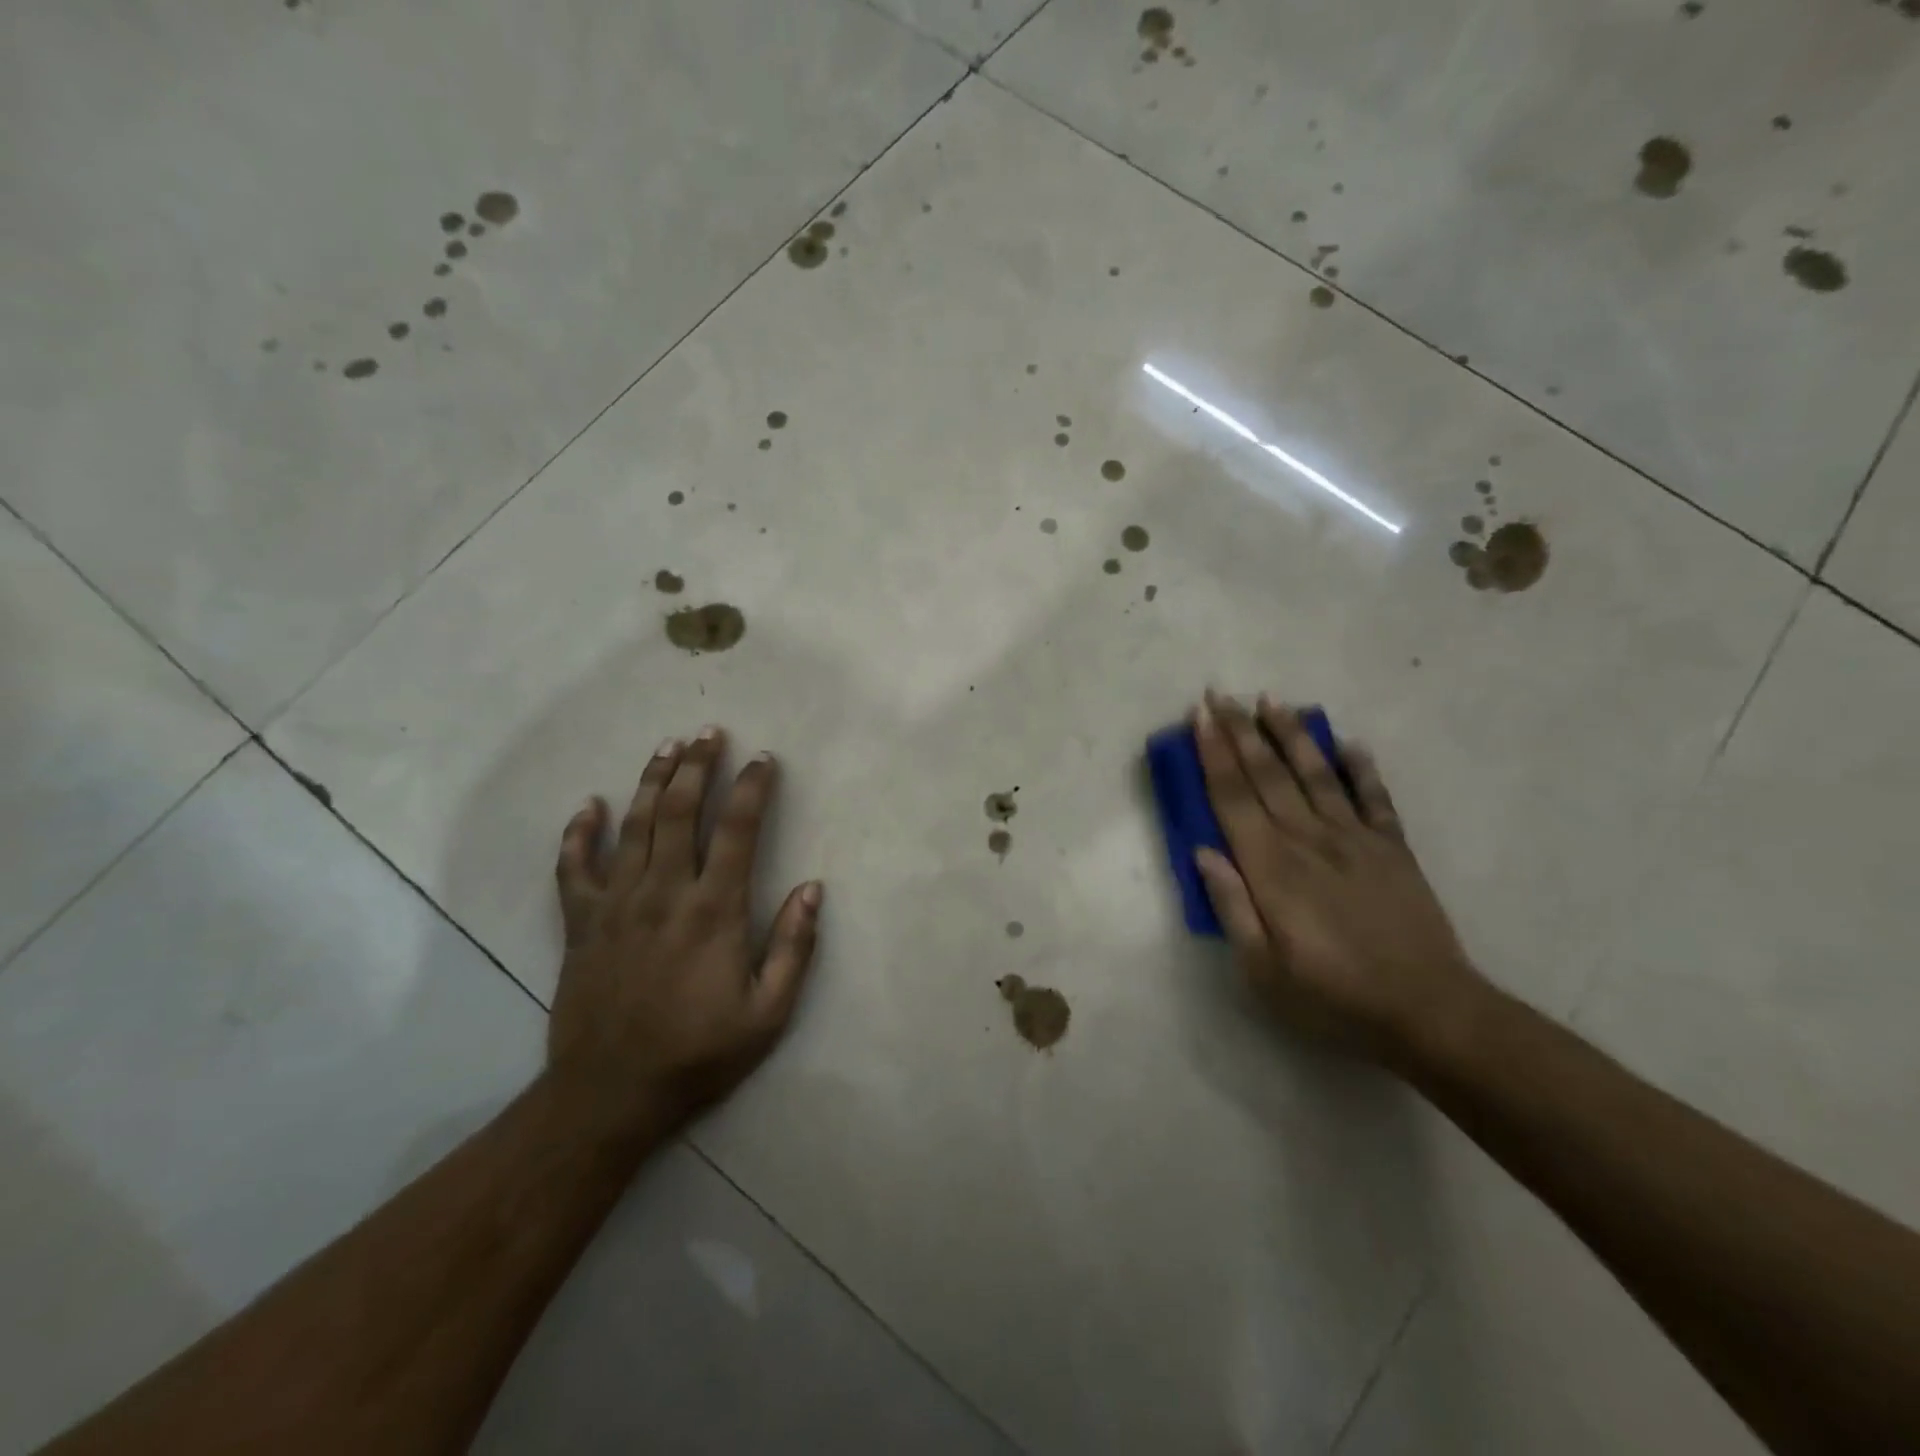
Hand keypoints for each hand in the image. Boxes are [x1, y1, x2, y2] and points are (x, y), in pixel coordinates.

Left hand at [548, 727, 821, 1130]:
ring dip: (651, 782)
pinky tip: (589, 806)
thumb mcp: (768, 1013)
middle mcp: (664, 892)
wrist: (609, 1094)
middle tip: (708, 733)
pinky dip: (580, 833)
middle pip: (680, 812)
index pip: (738, 830)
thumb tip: (813, 889)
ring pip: (633, 826)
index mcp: (714, 910)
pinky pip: (574, 867)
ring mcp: (616, 904)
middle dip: (697, 766)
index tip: (764, 760)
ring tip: (666, 747)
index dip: (753, 788)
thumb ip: (794, 947)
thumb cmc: (698, 1053)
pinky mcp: (580, 923)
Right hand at [1192, 691, 1487, 1066]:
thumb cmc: (1332, 998)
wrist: (1429, 1012)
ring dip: (1290, 734)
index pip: (1233, 798)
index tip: (1199, 716)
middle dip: (1240, 731)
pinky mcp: (1393, 849)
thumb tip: (1202, 851)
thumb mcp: (1262, 970)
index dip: (1213, 754)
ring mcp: (1356, 840)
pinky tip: (1351, 743)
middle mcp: (1309, 840)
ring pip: (1316, 774)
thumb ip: (1232, 906)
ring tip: (1271, 700)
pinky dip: (1362, 769)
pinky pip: (1375, 799)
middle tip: (1220, 693)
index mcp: (1272, 868)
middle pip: (1267, 774)